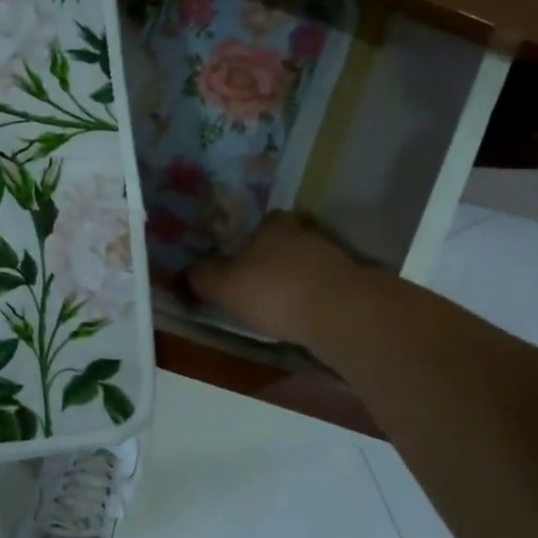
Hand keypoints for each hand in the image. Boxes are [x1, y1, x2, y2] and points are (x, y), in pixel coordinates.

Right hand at [183, 212, 370, 348]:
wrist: (341, 314)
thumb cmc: (274, 292)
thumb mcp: (224, 287)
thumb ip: (202, 278)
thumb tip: (184, 272)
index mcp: (273, 227)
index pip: (264, 221)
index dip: (252, 237)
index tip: (242, 256)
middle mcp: (305, 234)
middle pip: (287, 241)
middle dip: (275, 258)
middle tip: (259, 281)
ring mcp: (334, 258)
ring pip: (309, 264)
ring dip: (297, 279)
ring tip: (281, 304)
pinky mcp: (353, 284)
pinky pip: (326, 286)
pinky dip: (316, 298)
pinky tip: (305, 316)